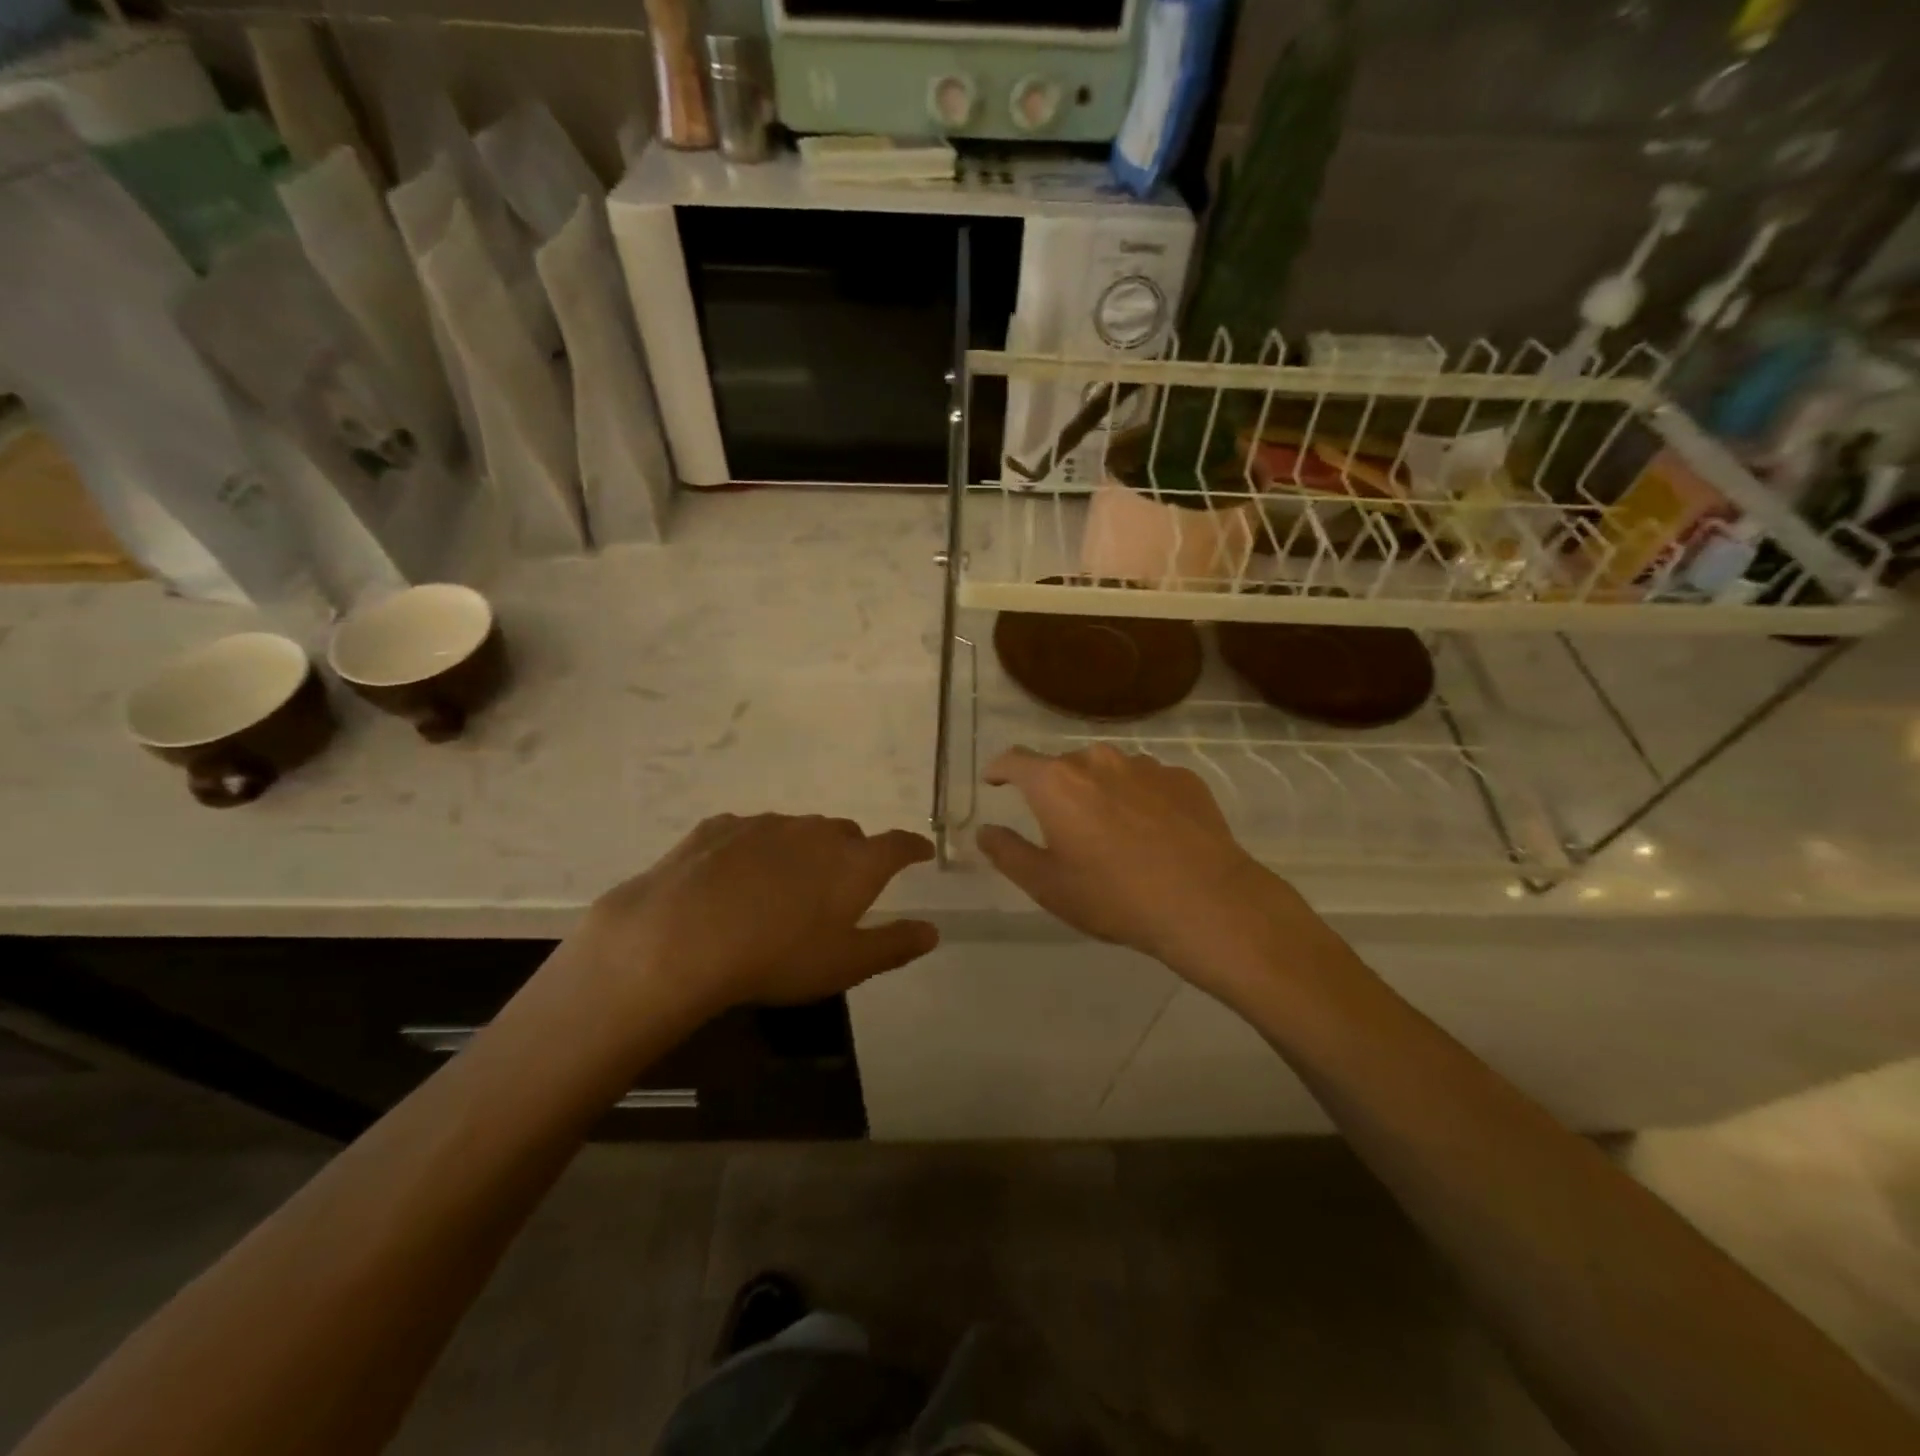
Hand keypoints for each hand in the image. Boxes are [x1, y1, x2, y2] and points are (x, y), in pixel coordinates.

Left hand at [570, 814, 938, 1018]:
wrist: (681, 937)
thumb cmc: (776, 957)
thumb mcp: (844, 965)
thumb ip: (893, 945)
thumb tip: (932, 931)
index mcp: (854, 862)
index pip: (897, 845)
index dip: (912, 847)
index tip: (920, 851)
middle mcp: (816, 831)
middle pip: (846, 835)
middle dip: (852, 854)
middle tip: (841, 886)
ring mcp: (766, 823)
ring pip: (798, 831)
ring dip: (802, 851)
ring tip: (784, 886)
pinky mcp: (721, 826)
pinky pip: (751, 833)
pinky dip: (756, 850)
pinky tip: (736, 878)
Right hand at [977, 745, 1330, 1002]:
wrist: (1206, 903)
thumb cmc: (1114, 896)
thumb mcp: (1048, 885)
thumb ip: (1008, 853)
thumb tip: (985, 831)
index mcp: (1057, 782)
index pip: (1015, 760)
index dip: (1000, 769)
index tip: (995, 780)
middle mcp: (1098, 761)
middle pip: (1064, 765)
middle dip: (1055, 788)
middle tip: (1061, 825)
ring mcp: (1145, 765)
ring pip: (1109, 770)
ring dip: (1100, 791)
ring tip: (1111, 830)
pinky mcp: (1183, 778)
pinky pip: (1147, 781)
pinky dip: (1139, 798)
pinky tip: (1152, 833)